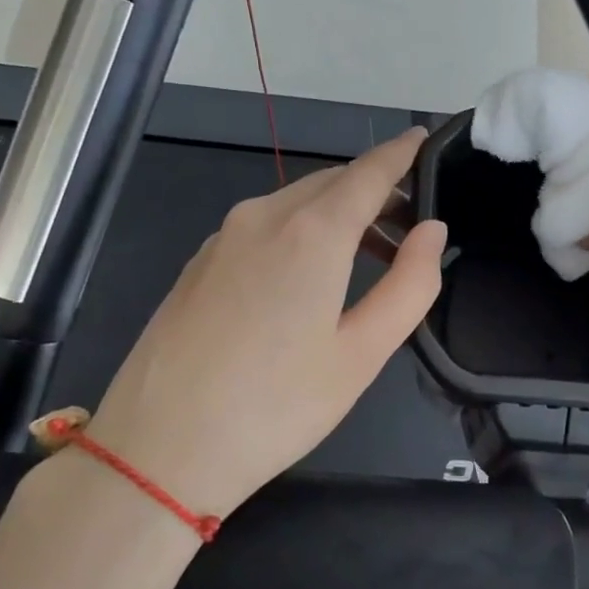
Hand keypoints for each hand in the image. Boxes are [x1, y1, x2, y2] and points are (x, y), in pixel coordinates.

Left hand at [86, 128, 445, 521]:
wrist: (157, 451)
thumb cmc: (275, 406)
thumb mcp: (362, 354)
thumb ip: (409, 285)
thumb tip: (431, 230)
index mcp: (311, 232)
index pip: (368, 172)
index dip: (401, 153)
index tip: (425, 138)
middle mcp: (263, 216)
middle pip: (331, 183)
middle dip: (374, 190)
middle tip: (411, 222)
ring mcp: (222, 238)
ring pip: (295, 202)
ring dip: (338, 213)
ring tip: (370, 255)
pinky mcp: (199, 263)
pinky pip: (263, 226)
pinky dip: (300, 230)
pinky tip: (309, 276)